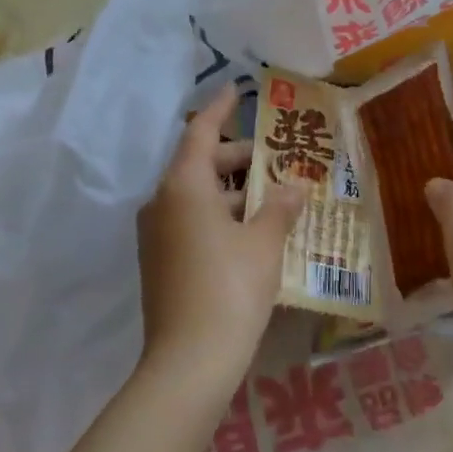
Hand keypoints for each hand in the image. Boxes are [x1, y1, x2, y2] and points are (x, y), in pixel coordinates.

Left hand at [137, 83, 307, 403]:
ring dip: (234, 192)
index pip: (200, 132)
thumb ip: (281, 208)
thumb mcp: (265, 243)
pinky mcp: (161, 262)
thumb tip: (295, 187)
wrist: (189, 361)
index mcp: (183, 186)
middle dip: (239, 158)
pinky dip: (221, 216)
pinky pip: (192, 222)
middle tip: (277, 159)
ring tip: (275, 198)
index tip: (236, 90)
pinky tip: (254, 232)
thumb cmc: (231, 287)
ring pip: (197, 197)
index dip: (220, 109)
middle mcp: (162, 203)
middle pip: (200, 165)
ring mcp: (157, 235)